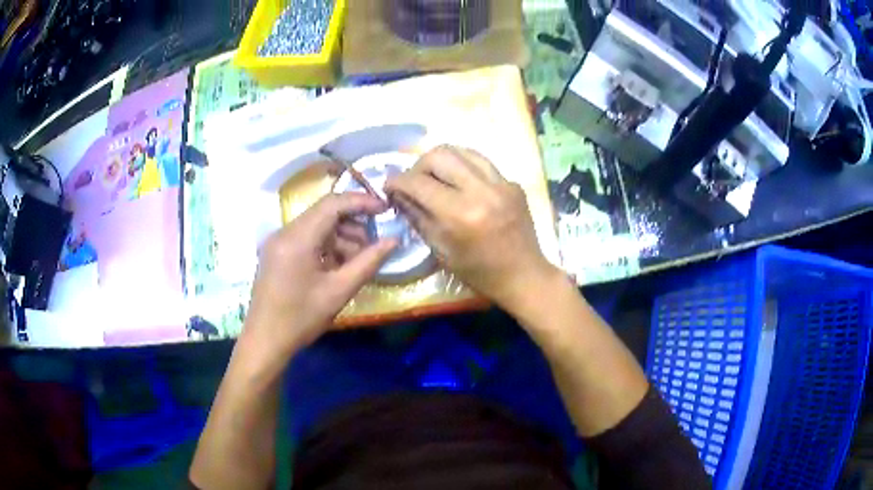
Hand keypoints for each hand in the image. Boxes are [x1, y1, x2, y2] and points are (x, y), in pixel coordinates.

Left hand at [244, 193, 397, 355]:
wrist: (265, 341)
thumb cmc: (301, 319)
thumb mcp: (339, 292)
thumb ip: (368, 262)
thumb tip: (393, 240)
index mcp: (297, 238)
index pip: (333, 203)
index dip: (362, 202)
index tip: (386, 210)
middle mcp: (284, 232)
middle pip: (324, 213)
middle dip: (353, 224)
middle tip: (374, 244)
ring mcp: (277, 242)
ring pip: (316, 226)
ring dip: (340, 237)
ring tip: (358, 261)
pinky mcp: (276, 252)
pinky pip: (306, 239)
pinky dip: (326, 246)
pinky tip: (338, 267)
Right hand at [385, 146, 559, 310]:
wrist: (524, 275)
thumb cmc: (479, 272)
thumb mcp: (440, 250)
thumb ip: (417, 216)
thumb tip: (398, 194)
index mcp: (460, 214)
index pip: (418, 182)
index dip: (397, 181)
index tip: (389, 186)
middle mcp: (481, 191)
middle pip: (439, 154)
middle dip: (418, 165)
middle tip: (414, 182)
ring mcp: (501, 183)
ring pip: (462, 151)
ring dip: (442, 161)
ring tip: (436, 178)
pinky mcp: (513, 183)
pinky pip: (481, 163)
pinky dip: (464, 167)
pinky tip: (461, 183)